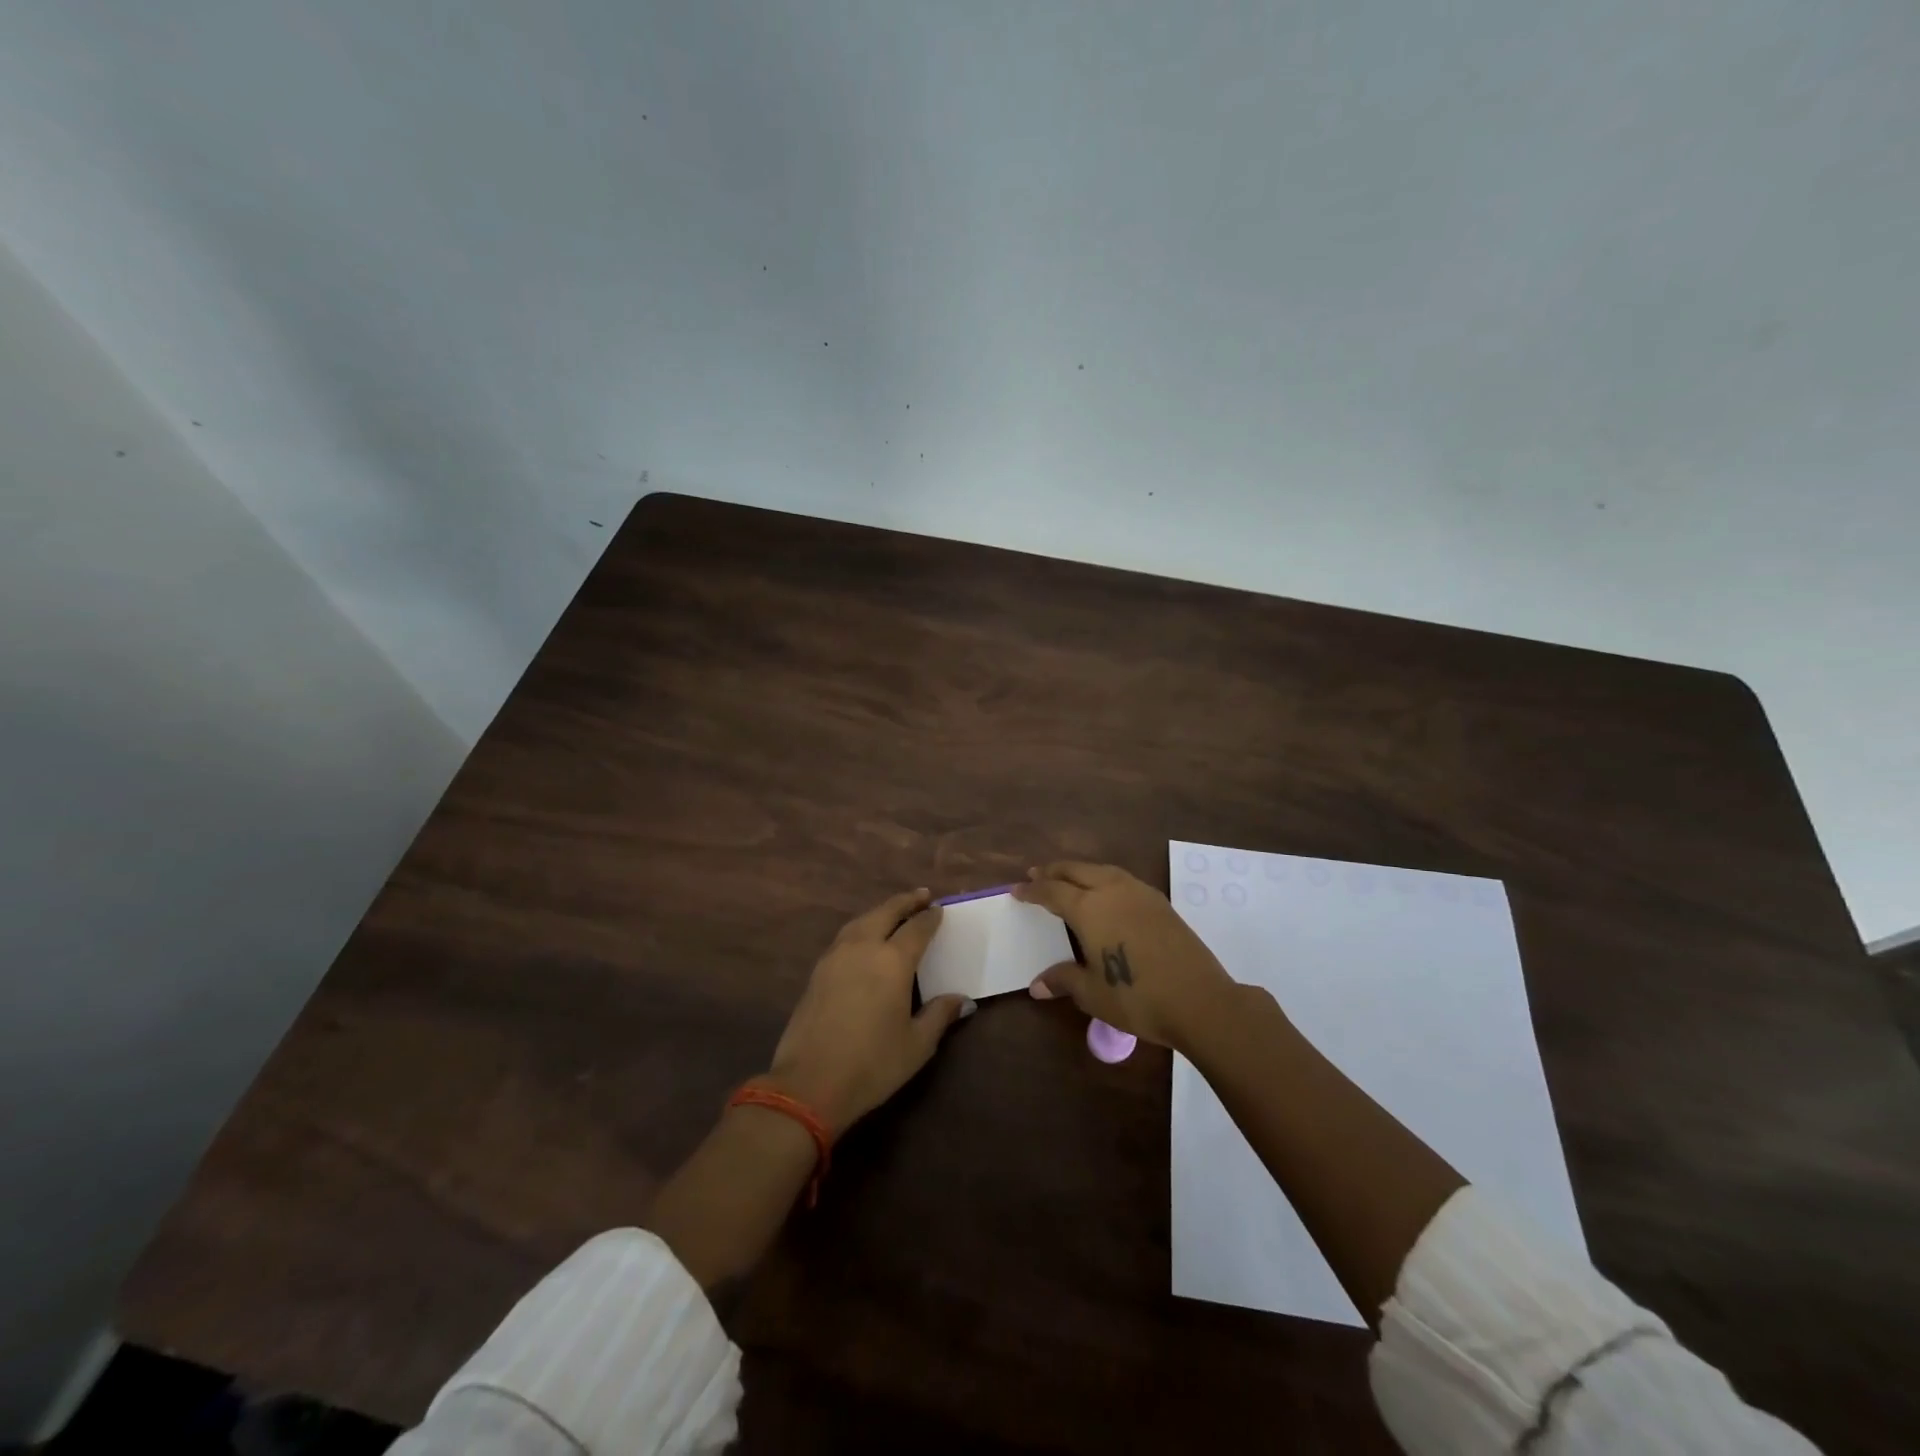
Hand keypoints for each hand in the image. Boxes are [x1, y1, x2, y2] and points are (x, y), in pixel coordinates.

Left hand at [763, 888, 972, 1135]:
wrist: (809, 1083)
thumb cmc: (872, 1064)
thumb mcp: (917, 1045)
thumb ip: (940, 1015)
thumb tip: (963, 1000)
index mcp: (893, 961)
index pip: (917, 929)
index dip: (930, 918)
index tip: (940, 910)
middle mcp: (864, 948)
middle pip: (886, 912)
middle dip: (905, 902)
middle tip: (921, 895)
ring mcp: (836, 956)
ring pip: (862, 920)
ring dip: (881, 911)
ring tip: (894, 911)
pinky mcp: (818, 970)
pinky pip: (845, 936)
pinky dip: (861, 926)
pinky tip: (865, 937)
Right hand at [1012, 862, 1237, 1051]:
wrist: (1199, 1000)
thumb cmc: (1137, 997)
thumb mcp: (1092, 993)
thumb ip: (1063, 980)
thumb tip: (1036, 985)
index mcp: (1089, 909)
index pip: (1052, 891)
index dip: (1032, 890)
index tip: (1016, 889)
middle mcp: (1111, 891)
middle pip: (1076, 870)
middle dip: (1053, 871)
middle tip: (1036, 874)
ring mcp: (1139, 893)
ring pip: (1102, 870)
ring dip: (1080, 870)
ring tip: (1068, 878)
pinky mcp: (1160, 902)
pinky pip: (1122, 879)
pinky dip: (1103, 878)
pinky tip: (1105, 892)